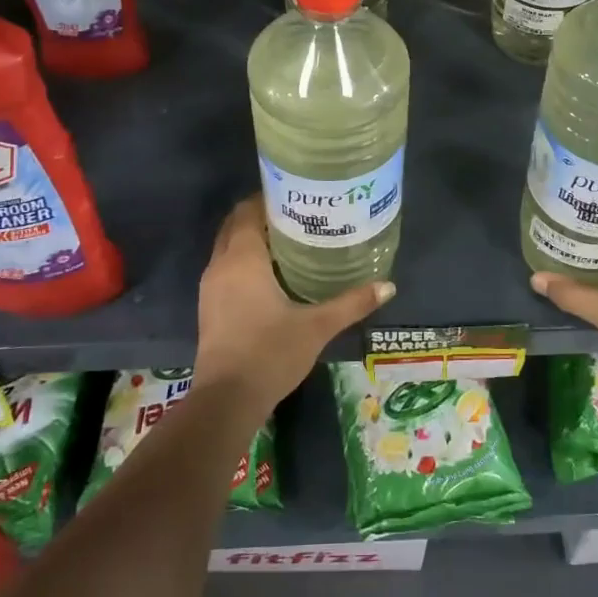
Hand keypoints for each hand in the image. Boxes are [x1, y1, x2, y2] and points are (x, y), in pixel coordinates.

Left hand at [194, 198, 394, 407]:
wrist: (227, 400)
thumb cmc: (270, 353)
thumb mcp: (317, 327)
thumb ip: (352, 303)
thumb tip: (388, 286)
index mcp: (242, 259)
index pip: (249, 211)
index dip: (270, 198)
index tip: (298, 196)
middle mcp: (220, 265)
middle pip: (236, 225)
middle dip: (261, 216)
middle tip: (299, 215)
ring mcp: (210, 287)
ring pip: (228, 248)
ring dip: (251, 239)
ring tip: (290, 241)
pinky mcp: (209, 307)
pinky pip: (226, 268)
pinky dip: (244, 261)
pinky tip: (272, 275)